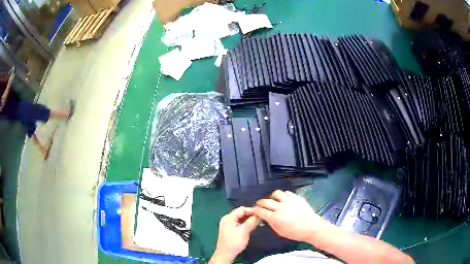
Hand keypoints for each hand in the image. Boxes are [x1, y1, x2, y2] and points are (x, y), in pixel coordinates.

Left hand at [210, 207, 260, 263]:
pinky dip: (246, 224)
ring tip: (259, 222)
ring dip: (249, 220)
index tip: (261, 213)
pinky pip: (239, 224)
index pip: (242, 209)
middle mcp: (227, 219)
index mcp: (229, 217)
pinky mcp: (230, 230)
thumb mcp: (244, 231)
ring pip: (241, 219)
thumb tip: (259, 214)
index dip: (252, 210)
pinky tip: (252, 226)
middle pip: (241, 213)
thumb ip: (252, 221)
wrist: (226, 254)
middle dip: (251, 215)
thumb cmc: (234, 241)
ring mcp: (228, 225)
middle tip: (261, 218)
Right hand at [253, 190, 325, 242]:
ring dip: (272, 197)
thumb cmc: (296, 233)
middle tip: (259, 205)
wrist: (312, 227)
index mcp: (275, 218)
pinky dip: (283, 196)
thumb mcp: (280, 232)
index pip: (261, 211)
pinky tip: (284, 200)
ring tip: (273, 200)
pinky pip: (287, 193)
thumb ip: (271, 224)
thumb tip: (266, 218)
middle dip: (260, 203)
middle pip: (266, 201)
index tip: (253, 210)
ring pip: (276, 193)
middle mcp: (280, 207)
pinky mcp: (297, 197)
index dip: (255, 210)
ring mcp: (289, 201)